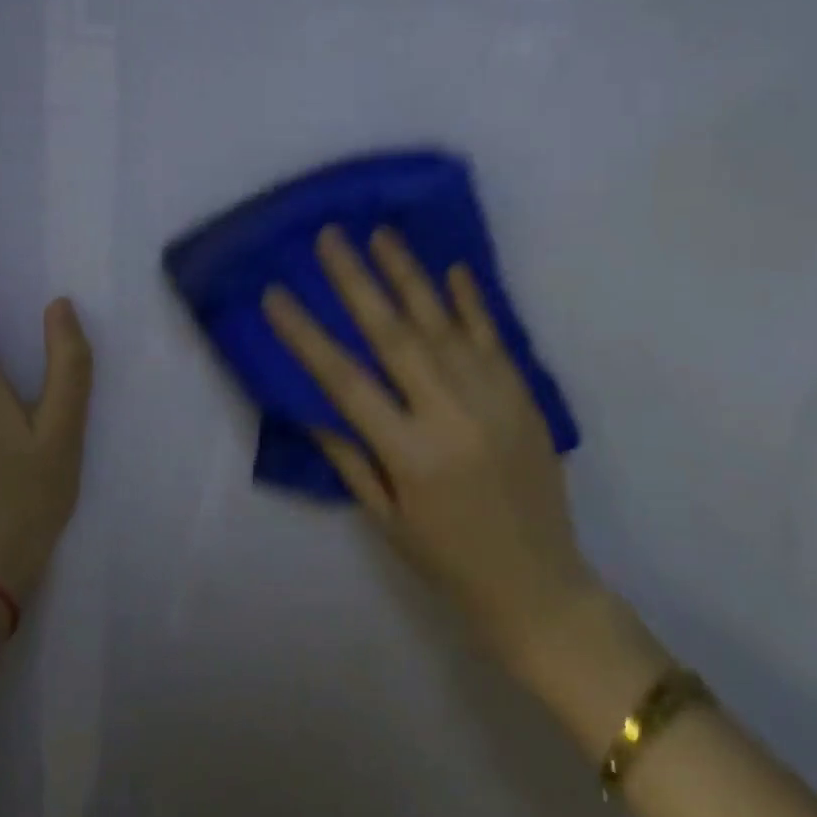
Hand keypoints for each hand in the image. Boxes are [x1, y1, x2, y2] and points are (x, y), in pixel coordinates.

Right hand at [262, 226, 608, 672]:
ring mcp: (493, 398)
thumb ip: (350, 456)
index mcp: (409, 453)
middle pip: (394, 335)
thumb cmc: (449, 559)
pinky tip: (453, 268)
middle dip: (357, 281)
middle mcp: (450, 414)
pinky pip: (493, 336)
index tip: (276, 294)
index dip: (306, 335)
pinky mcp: (523, 395)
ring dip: (410, 275)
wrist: (540, 583)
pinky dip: (472, 300)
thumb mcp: (385, 519)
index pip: (345, 380)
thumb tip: (314, 402)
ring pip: (443, 323)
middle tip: (330, 236)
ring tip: (381, 234)